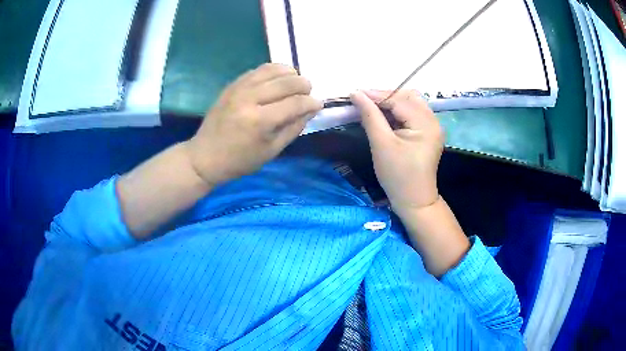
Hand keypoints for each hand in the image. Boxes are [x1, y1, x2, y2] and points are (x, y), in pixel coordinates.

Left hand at [185, 63, 322, 185]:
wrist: (205, 156)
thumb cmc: (240, 161)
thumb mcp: (271, 151)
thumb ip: (293, 128)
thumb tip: (311, 109)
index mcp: (260, 121)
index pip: (295, 103)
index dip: (311, 103)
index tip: (318, 105)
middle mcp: (250, 99)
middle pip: (287, 81)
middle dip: (304, 85)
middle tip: (308, 93)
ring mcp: (239, 88)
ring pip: (273, 69)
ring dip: (290, 73)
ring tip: (295, 83)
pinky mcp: (233, 84)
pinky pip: (259, 69)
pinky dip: (273, 71)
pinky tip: (278, 79)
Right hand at [350, 90, 443, 211]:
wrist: (413, 200)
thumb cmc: (397, 175)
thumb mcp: (381, 144)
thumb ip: (370, 116)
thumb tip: (356, 94)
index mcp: (426, 123)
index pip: (399, 100)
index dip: (376, 95)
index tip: (354, 94)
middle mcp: (433, 120)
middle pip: (408, 96)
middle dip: (385, 96)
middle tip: (364, 102)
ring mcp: (432, 126)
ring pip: (410, 103)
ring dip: (391, 102)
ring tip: (372, 108)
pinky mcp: (428, 132)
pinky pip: (412, 113)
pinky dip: (397, 111)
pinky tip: (384, 117)